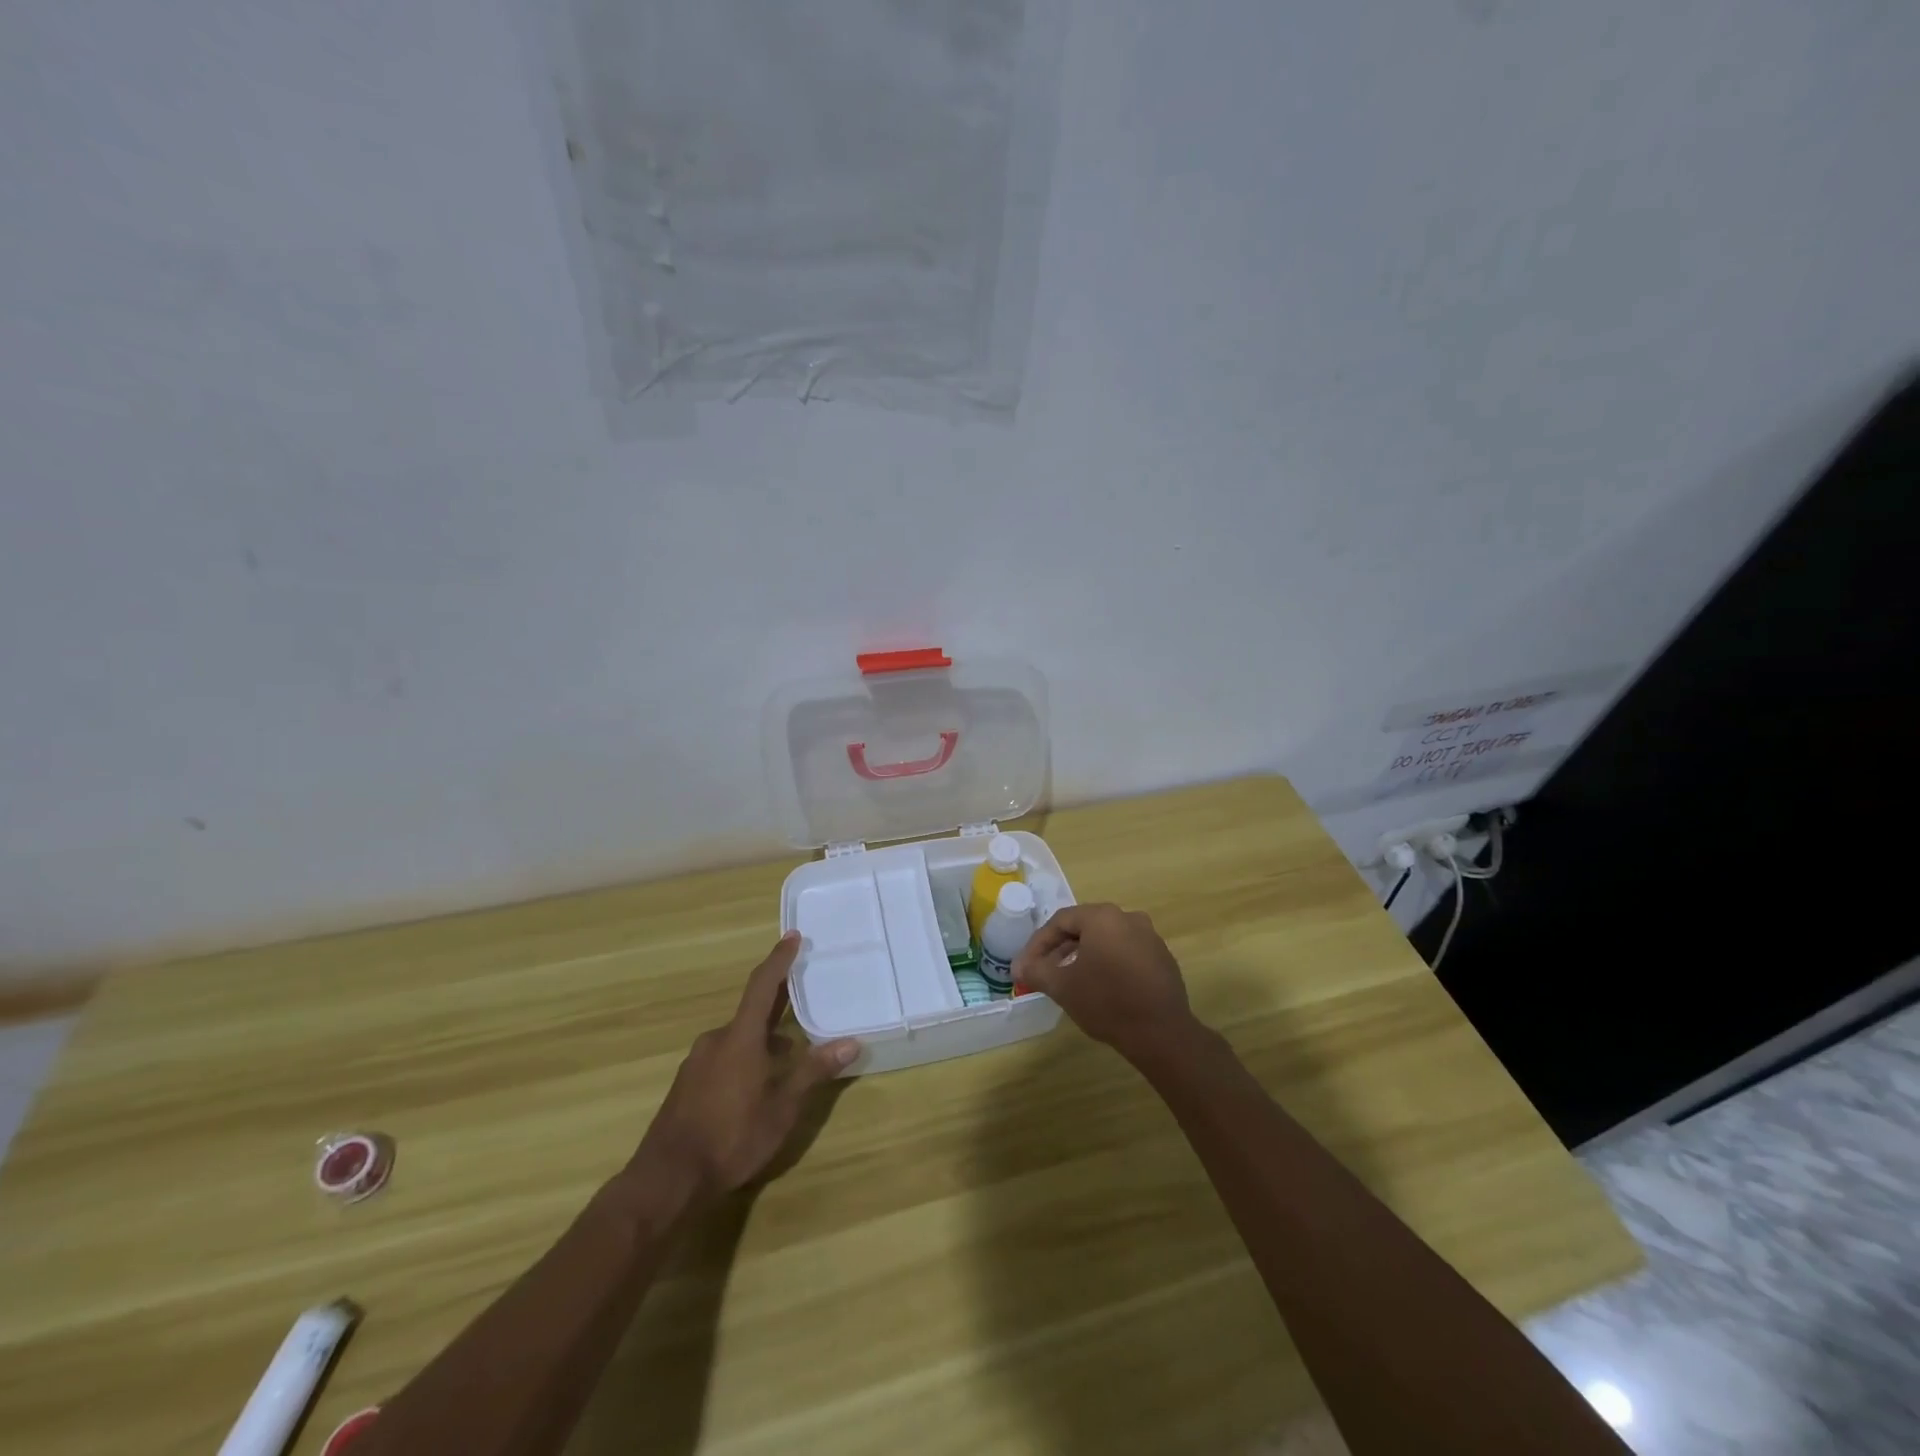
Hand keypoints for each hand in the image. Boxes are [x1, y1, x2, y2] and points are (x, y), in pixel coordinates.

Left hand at [631, 932, 858, 1203]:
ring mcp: (697, 1062)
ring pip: (738, 1038)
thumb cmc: (731, 1138)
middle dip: (778, 1007)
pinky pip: (723, 1056)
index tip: (793, 936)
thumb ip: (814, 1071)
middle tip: (805, 1000)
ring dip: (764, 1040)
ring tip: (790, 1056)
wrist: (666, 1180)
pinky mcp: (687, 1084)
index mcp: (740, 1037)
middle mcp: (716, 1040)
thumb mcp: (782, 1108)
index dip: (779, 959)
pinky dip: (746, 1058)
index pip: (763, 985)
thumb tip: (851, 1043)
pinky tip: (758, 1085)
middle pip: (752, 1012)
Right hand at [1013, 902, 1196, 1062]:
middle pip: (1084, 927)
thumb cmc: (1106, 1002)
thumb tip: (1019, 968)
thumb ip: (1036, 971)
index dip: (1038, 943)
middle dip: (1059, 949)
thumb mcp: (1062, 987)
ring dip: (1083, 955)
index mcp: (1103, 917)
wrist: (1161, 1034)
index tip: (1025, 966)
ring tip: (1068, 978)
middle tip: (1043, 971)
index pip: (1060, 921)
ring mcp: (1150, 937)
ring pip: (1106, 939)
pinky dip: (1108, 963)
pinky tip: (1100, 986)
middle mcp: (1128, 918)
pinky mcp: (1162, 958)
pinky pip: (1126, 952)